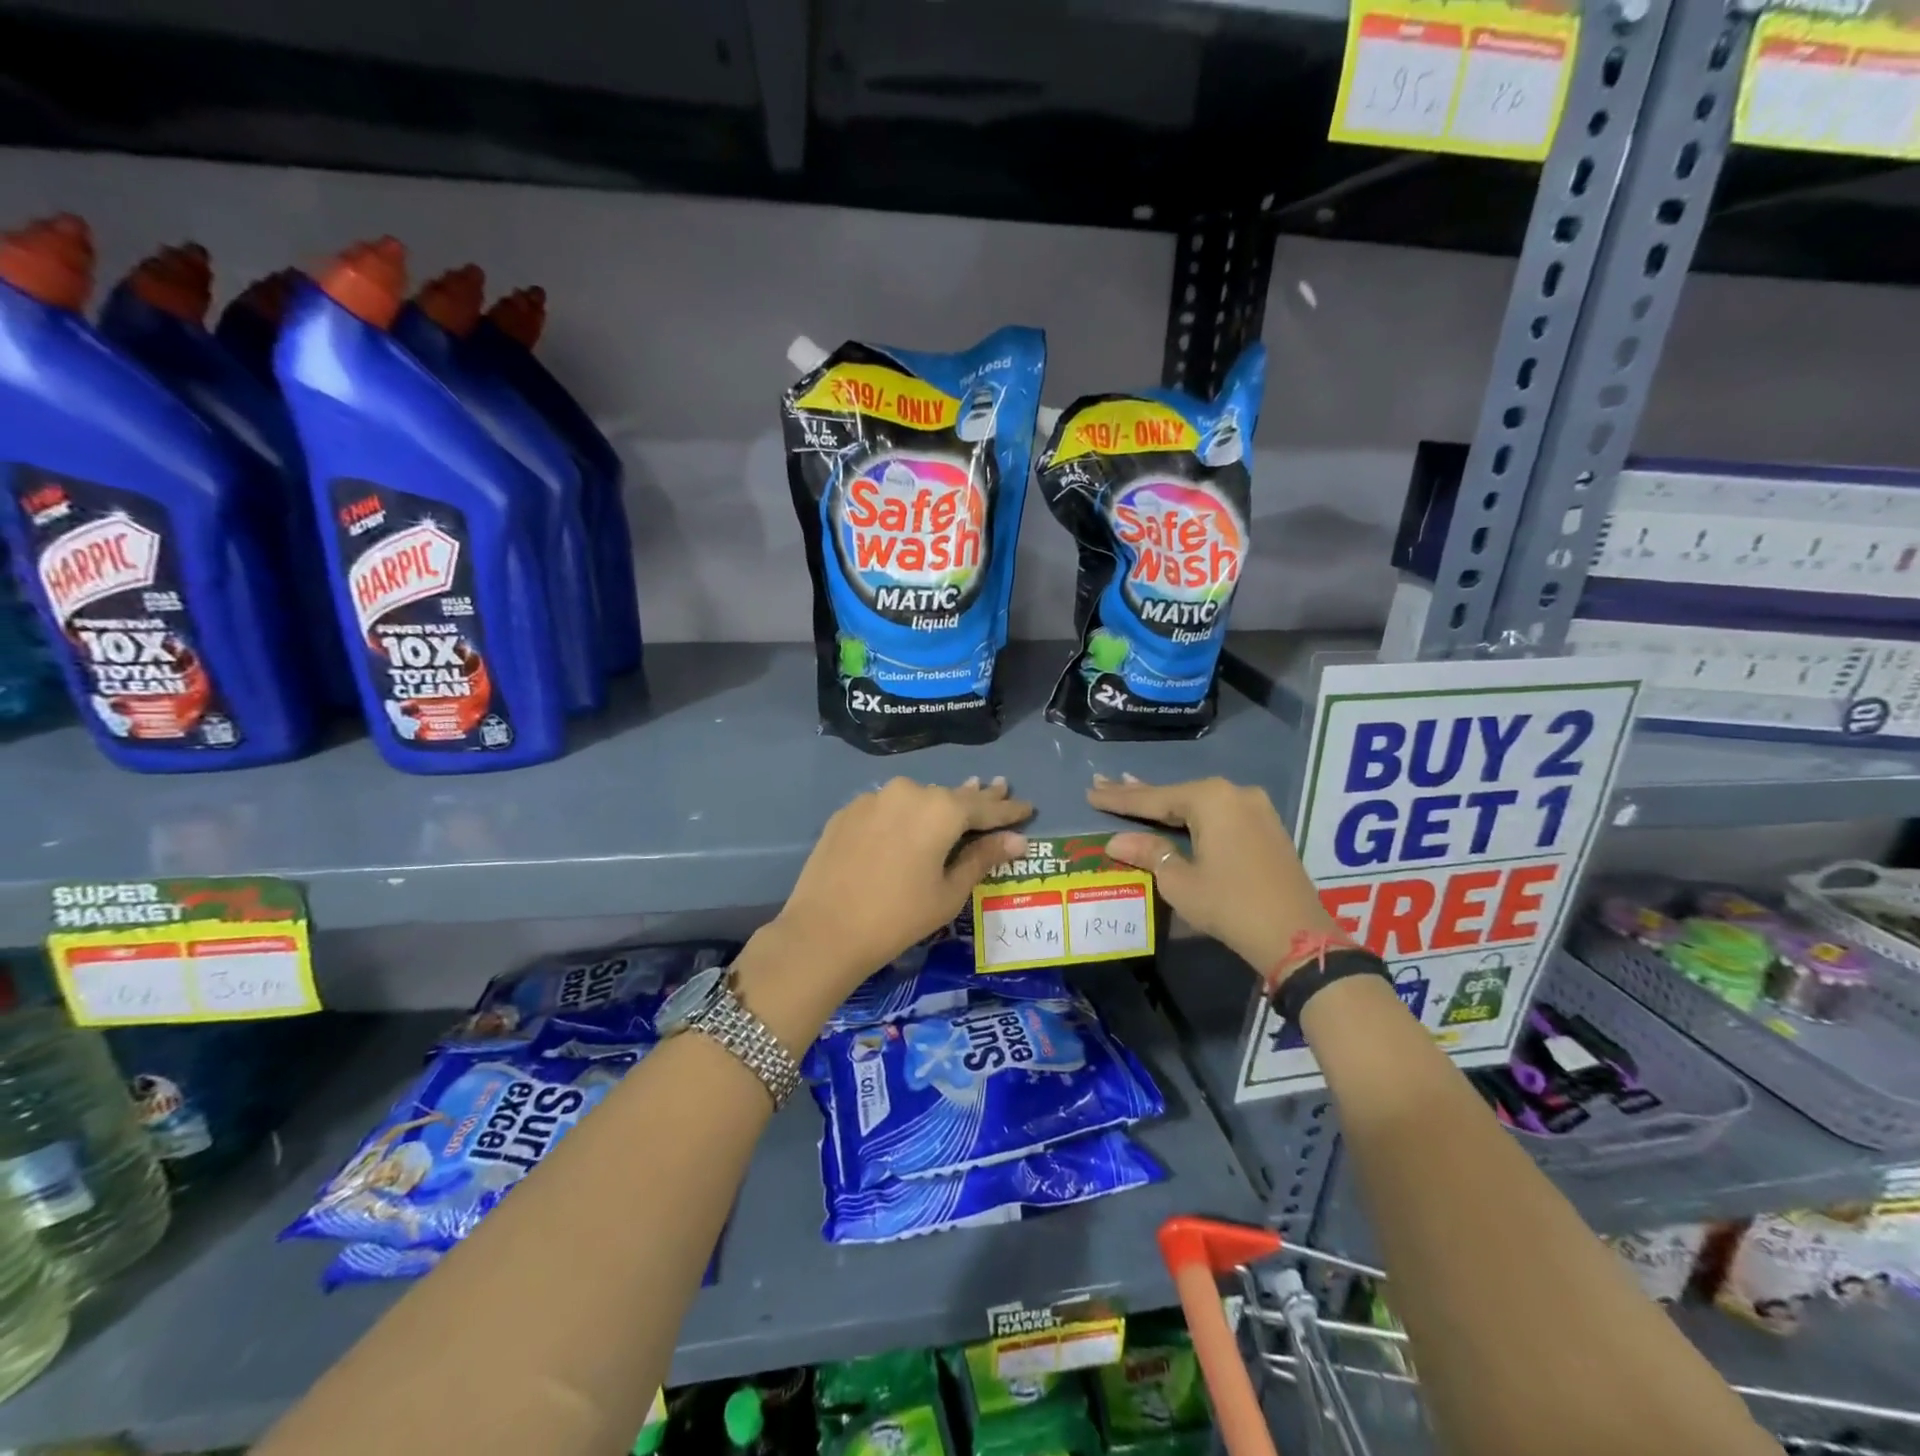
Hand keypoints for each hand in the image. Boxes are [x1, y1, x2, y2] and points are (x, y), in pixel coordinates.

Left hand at [771, 776, 1032, 997]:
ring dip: (938, 805)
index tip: (1028, 807)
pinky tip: (909, 825)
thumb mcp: (948, 892)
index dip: (1008, 809)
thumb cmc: (898, 917)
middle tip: (999, 787)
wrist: (823, 931)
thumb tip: (1016, 840)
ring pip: (916, 799)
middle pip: (950, 796)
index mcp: (940, 809)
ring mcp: (873, 798)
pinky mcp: (847, 811)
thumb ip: (982, 858)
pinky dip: (903, 815)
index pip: (984, 807)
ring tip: (958, 803)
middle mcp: (908, 791)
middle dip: (976, 798)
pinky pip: (887, 808)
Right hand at [1089, 774, 1341, 981]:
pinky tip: (1176, 811)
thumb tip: (1116, 841)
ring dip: (1166, 803)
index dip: (1119, 799)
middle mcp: (1234, 793)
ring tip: (1131, 790)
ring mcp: (1255, 808)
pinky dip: (1193, 814)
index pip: (1153, 798)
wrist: (1296, 935)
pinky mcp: (1267, 827)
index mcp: (1211, 799)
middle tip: (1104, 782)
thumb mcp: (1180, 882)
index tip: (1091, 790)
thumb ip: (1148, 853)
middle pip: (1176, 794)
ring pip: (1199, 803)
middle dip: (1139, 793)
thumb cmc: (1230, 904)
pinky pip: (1219, 813)